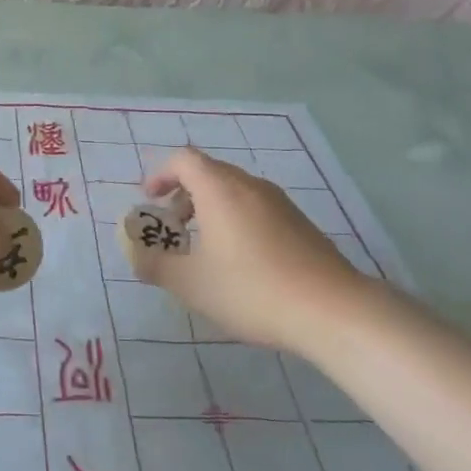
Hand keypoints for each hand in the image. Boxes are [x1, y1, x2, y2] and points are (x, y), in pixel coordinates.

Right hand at [136, 148, 370, 351]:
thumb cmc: (252, 289)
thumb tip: (137, 256)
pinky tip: (241, 262)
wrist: (333, 310)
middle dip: (184, 194)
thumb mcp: (191, 284)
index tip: (150, 200)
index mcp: (220, 189)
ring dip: (211, 209)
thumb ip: (155, 265)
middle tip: (173, 227)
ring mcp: (280, 203)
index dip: (161, 174)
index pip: (183, 160)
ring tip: (205, 248)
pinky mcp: (301, 223)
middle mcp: (250, 185)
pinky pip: (256, 208)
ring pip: (234, 191)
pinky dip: (236, 220)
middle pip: (209, 172)